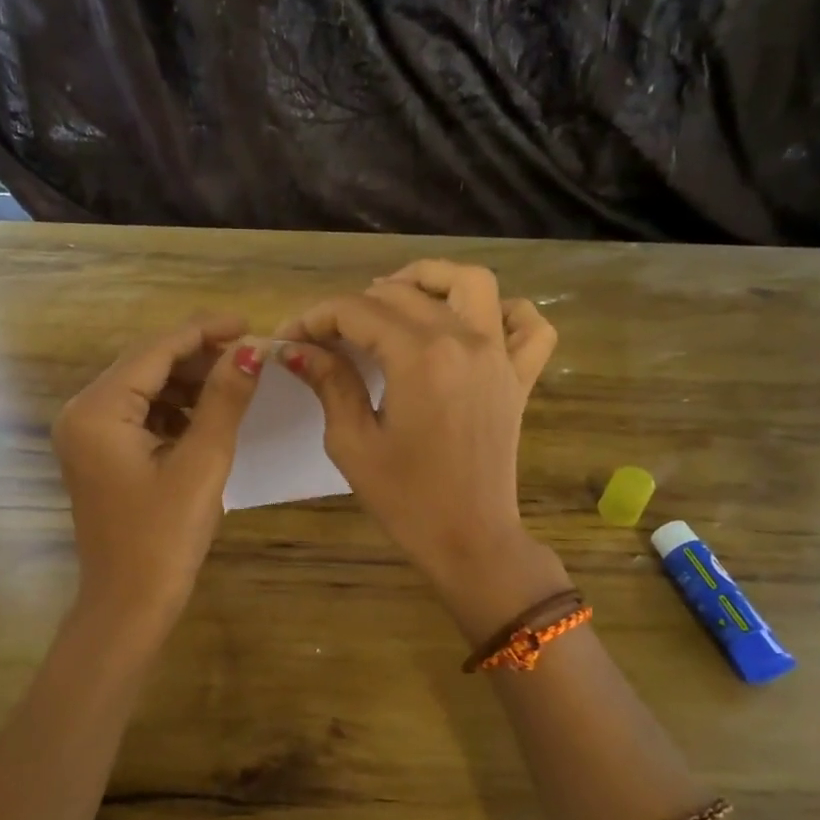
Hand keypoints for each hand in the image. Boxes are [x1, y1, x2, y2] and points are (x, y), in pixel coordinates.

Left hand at [53, 314, 263, 635]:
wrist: (129, 603)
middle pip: (146, 364)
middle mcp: (82, 412)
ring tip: (235, 383)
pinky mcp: (98, 453)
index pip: (155, 350)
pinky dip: (173, 409)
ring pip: (144, 387)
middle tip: (249, 356)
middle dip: (197, 357)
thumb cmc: (165, 537)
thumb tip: (252, 350)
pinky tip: (207, 416)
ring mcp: (86, 433)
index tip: (249, 323)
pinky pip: (138, 414)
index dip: (204, 332)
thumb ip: (224, 399)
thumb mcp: (202, 462)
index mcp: (97, 410)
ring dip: (188, 382)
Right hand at [277, 260, 558, 596]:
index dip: (316, 318)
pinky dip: (506, 311)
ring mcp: (500, 355)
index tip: (290, 338)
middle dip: (355, 305)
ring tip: (396, 300)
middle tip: (327, 335)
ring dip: (430, 280)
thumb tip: (295, 349)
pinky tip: (473, 325)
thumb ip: (329, 383)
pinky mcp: (520, 376)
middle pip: (403, 293)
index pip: (357, 311)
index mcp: (420, 357)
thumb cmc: (405, 499)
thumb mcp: (353, 442)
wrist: (470, 539)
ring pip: (472, 283)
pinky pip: (529, 324)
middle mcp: (465, 340)